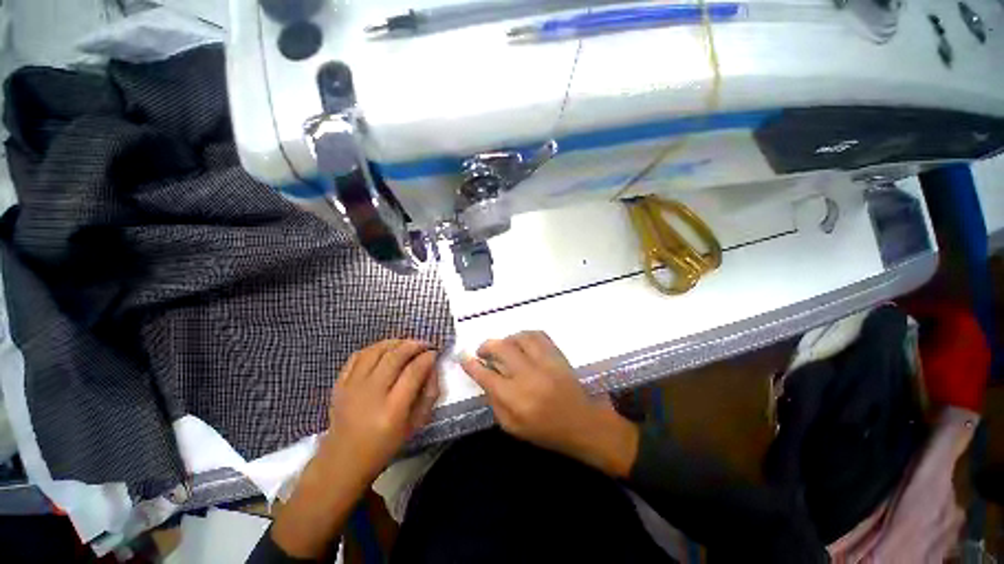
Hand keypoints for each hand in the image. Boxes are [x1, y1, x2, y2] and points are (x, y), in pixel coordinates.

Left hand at [322, 339, 440, 486]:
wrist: (343, 460)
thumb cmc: (385, 445)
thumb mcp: (416, 425)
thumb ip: (429, 394)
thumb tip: (433, 367)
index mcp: (392, 410)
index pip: (413, 371)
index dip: (427, 357)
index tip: (434, 353)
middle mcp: (371, 394)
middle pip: (394, 356)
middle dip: (414, 345)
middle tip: (424, 344)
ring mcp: (352, 387)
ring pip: (376, 351)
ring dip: (395, 342)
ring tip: (407, 343)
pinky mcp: (339, 384)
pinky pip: (358, 356)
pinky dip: (374, 348)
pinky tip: (385, 350)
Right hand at [461, 331, 638, 477]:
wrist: (581, 422)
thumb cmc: (545, 430)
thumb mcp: (512, 427)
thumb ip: (495, 402)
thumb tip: (485, 378)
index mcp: (515, 398)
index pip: (486, 375)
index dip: (471, 364)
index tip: (463, 356)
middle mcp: (528, 375)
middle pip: (501, 348)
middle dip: (487, 346)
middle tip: (483, 351)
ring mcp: (545, 362)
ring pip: (519, 337)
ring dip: (506, 339)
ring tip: (504, 347)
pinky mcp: (557, 354)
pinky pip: (538, 334)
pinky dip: (525, 335)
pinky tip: (521, 342)